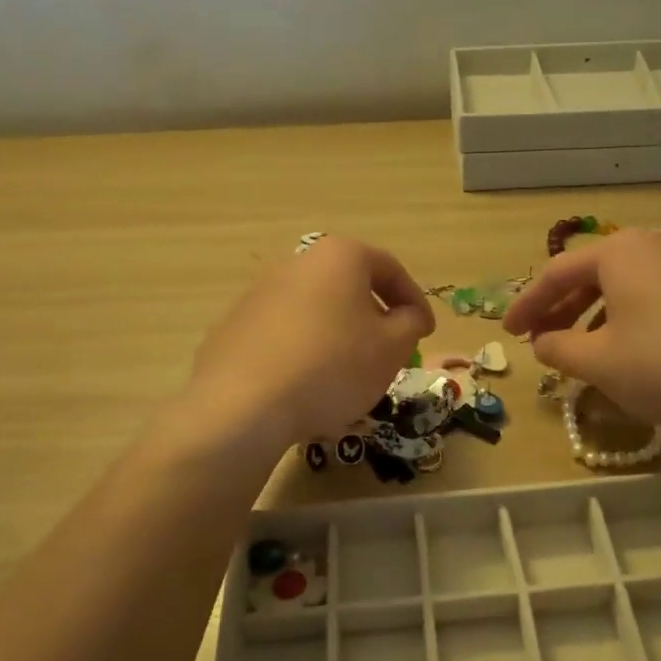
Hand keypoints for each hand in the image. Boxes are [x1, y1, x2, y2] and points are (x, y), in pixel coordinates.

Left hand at [185, 235, 434, 453]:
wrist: (245, 404)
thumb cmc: (333, 367)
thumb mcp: (391, 348)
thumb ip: (410, 323)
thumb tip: (408, 315)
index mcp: (339, 256)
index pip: (390, 269)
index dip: (415, 301)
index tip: (426, 332)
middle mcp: (297, 262)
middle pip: (349, 285)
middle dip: (374, 315)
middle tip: (390, 349)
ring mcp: (259, 292)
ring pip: (315, 309)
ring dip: (338, 333)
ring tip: (349, 372)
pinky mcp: (234, 324)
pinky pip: (283, 332)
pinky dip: (303, 349)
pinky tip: (308, 383)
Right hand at [503, 228, 660, 434]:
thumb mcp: (597, 361)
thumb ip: (558, 348)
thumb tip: (542, 342)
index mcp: (618, 251)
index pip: (556, 273)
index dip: (526, 305)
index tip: (507, 333)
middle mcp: (651, 247)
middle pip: (589, 275)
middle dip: (557, 309)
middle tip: (535, 339)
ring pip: (619, 288)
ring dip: (588, 316)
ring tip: (573, 348)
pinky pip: (647, 300)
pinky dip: (621, 321)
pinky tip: (619, 351)